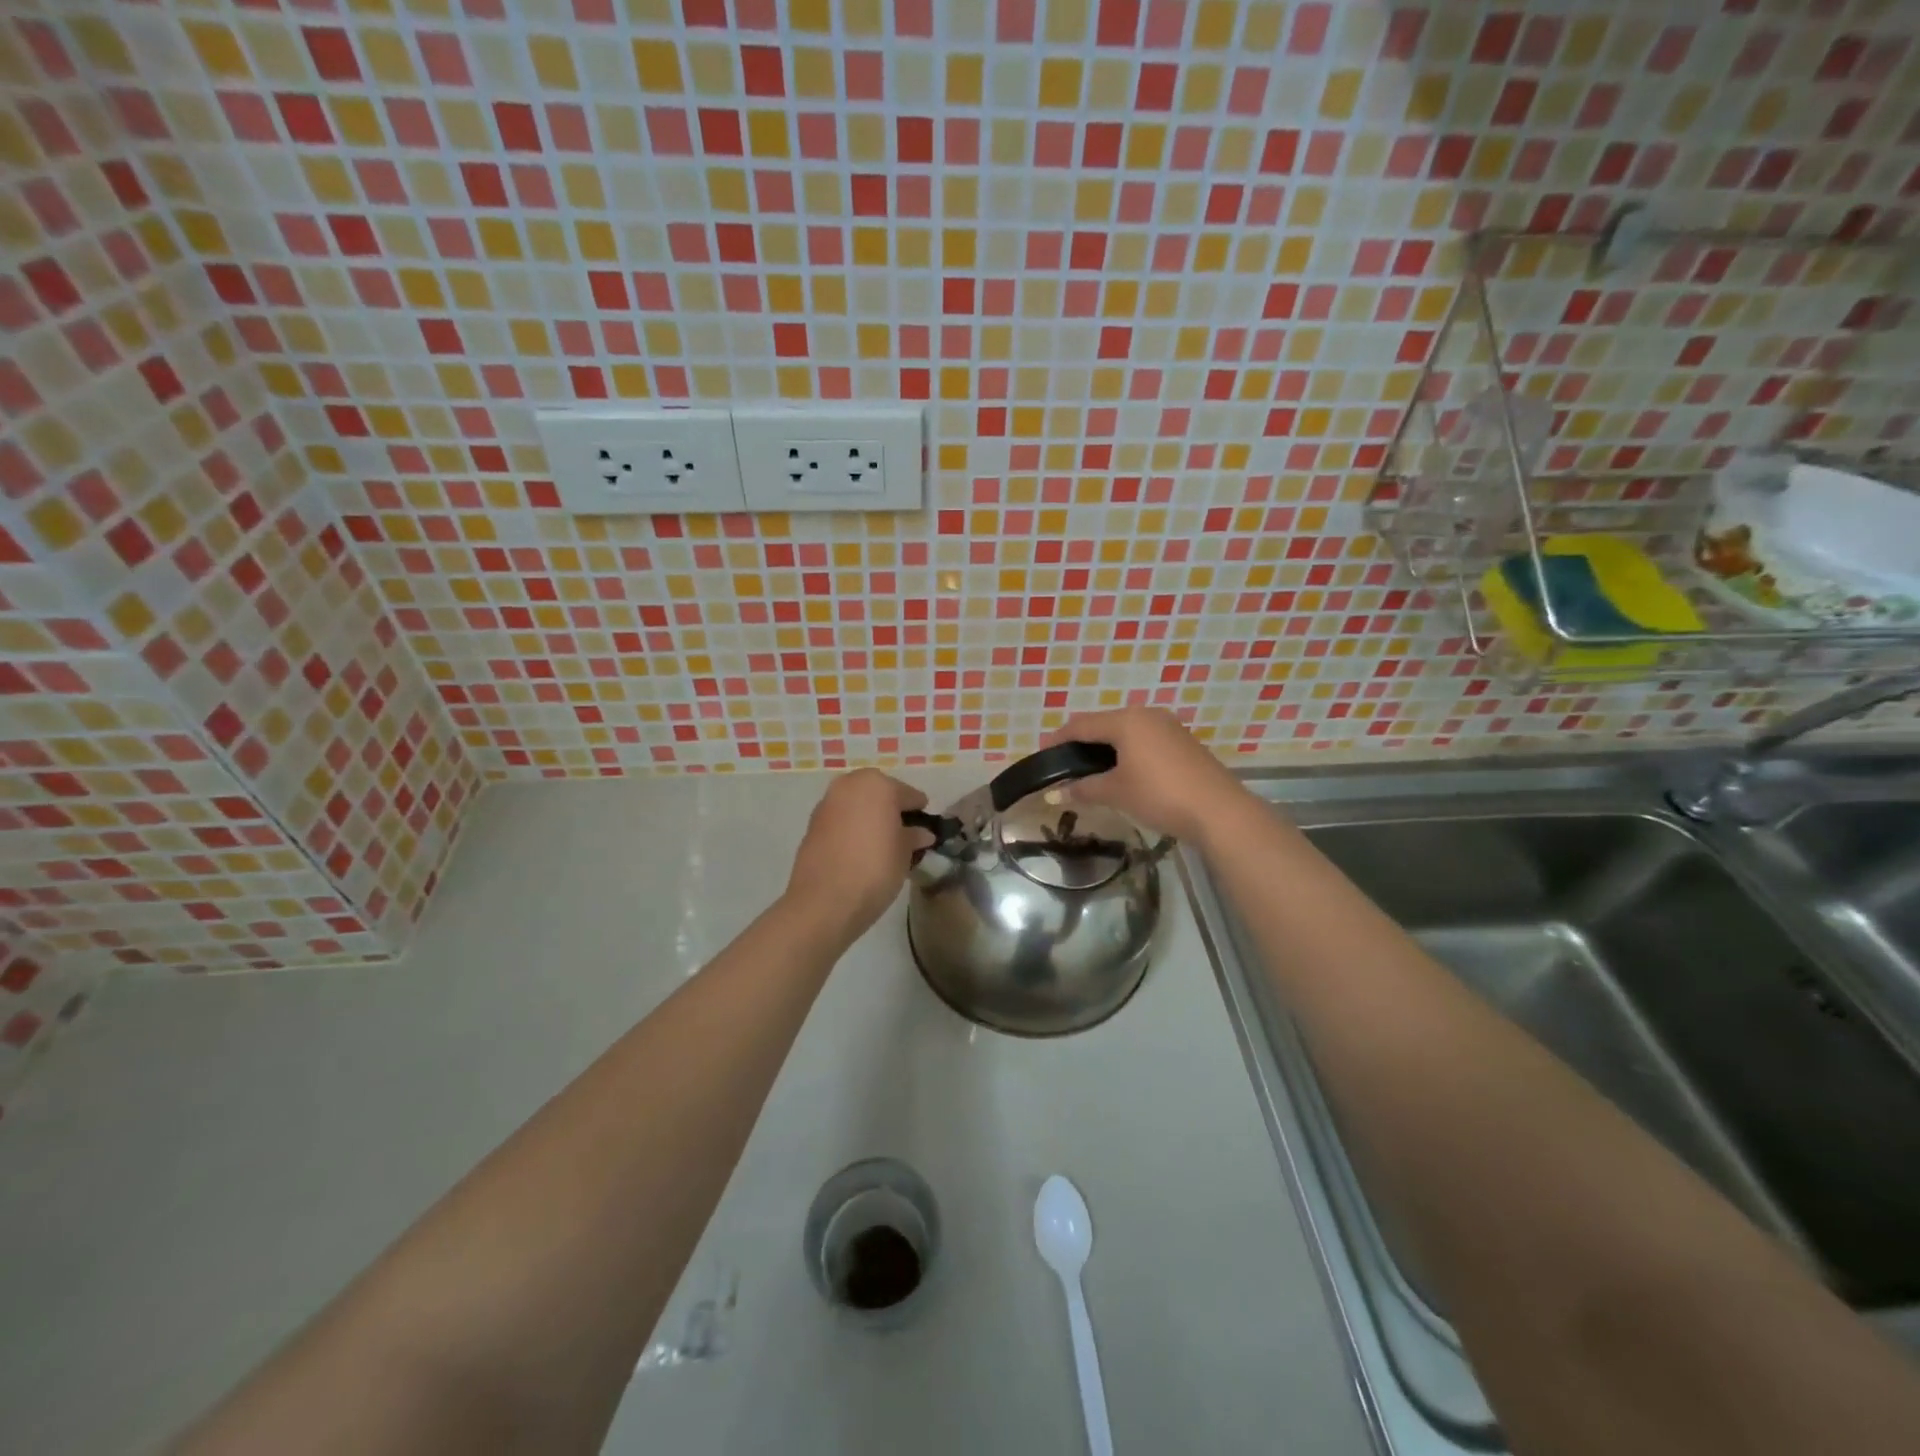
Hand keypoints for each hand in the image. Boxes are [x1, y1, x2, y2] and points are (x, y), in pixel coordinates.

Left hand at [784, 769, 932, 943]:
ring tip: (880, 843)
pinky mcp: (812, 824)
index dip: (919, 811)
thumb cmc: (875, 869)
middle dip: (891, 809)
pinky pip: (840, 819)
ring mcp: (827, 803)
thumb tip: (921, 833)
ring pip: (857, 804)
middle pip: (879, 793)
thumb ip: (913, 837)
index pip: (908, 794)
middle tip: (903, 833)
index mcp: (878, 785)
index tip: (926, 827)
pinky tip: (859, 849)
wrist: (823, 901)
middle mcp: (850, 785)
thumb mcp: (904, 853)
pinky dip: (851, 828)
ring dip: (869, 817)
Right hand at [1040, 707, 1250, 842]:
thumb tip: (1055, 794)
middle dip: (1082, 741)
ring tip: (1091, 767)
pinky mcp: (1183, 740)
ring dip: (1106, 746)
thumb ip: (1083, 788)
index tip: (1043, 753)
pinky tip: (1124, 769)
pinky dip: (1128, 750)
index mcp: (1125, 720)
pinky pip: (1145, 738)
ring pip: (1126, 730)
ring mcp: (1168, 725)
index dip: (1059, 739)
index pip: (1081, 725)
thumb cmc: (1159, 795)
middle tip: (1065, 762)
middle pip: (1104, 723)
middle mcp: (1146, 714)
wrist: (1218, 810)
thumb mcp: (1116, 792)